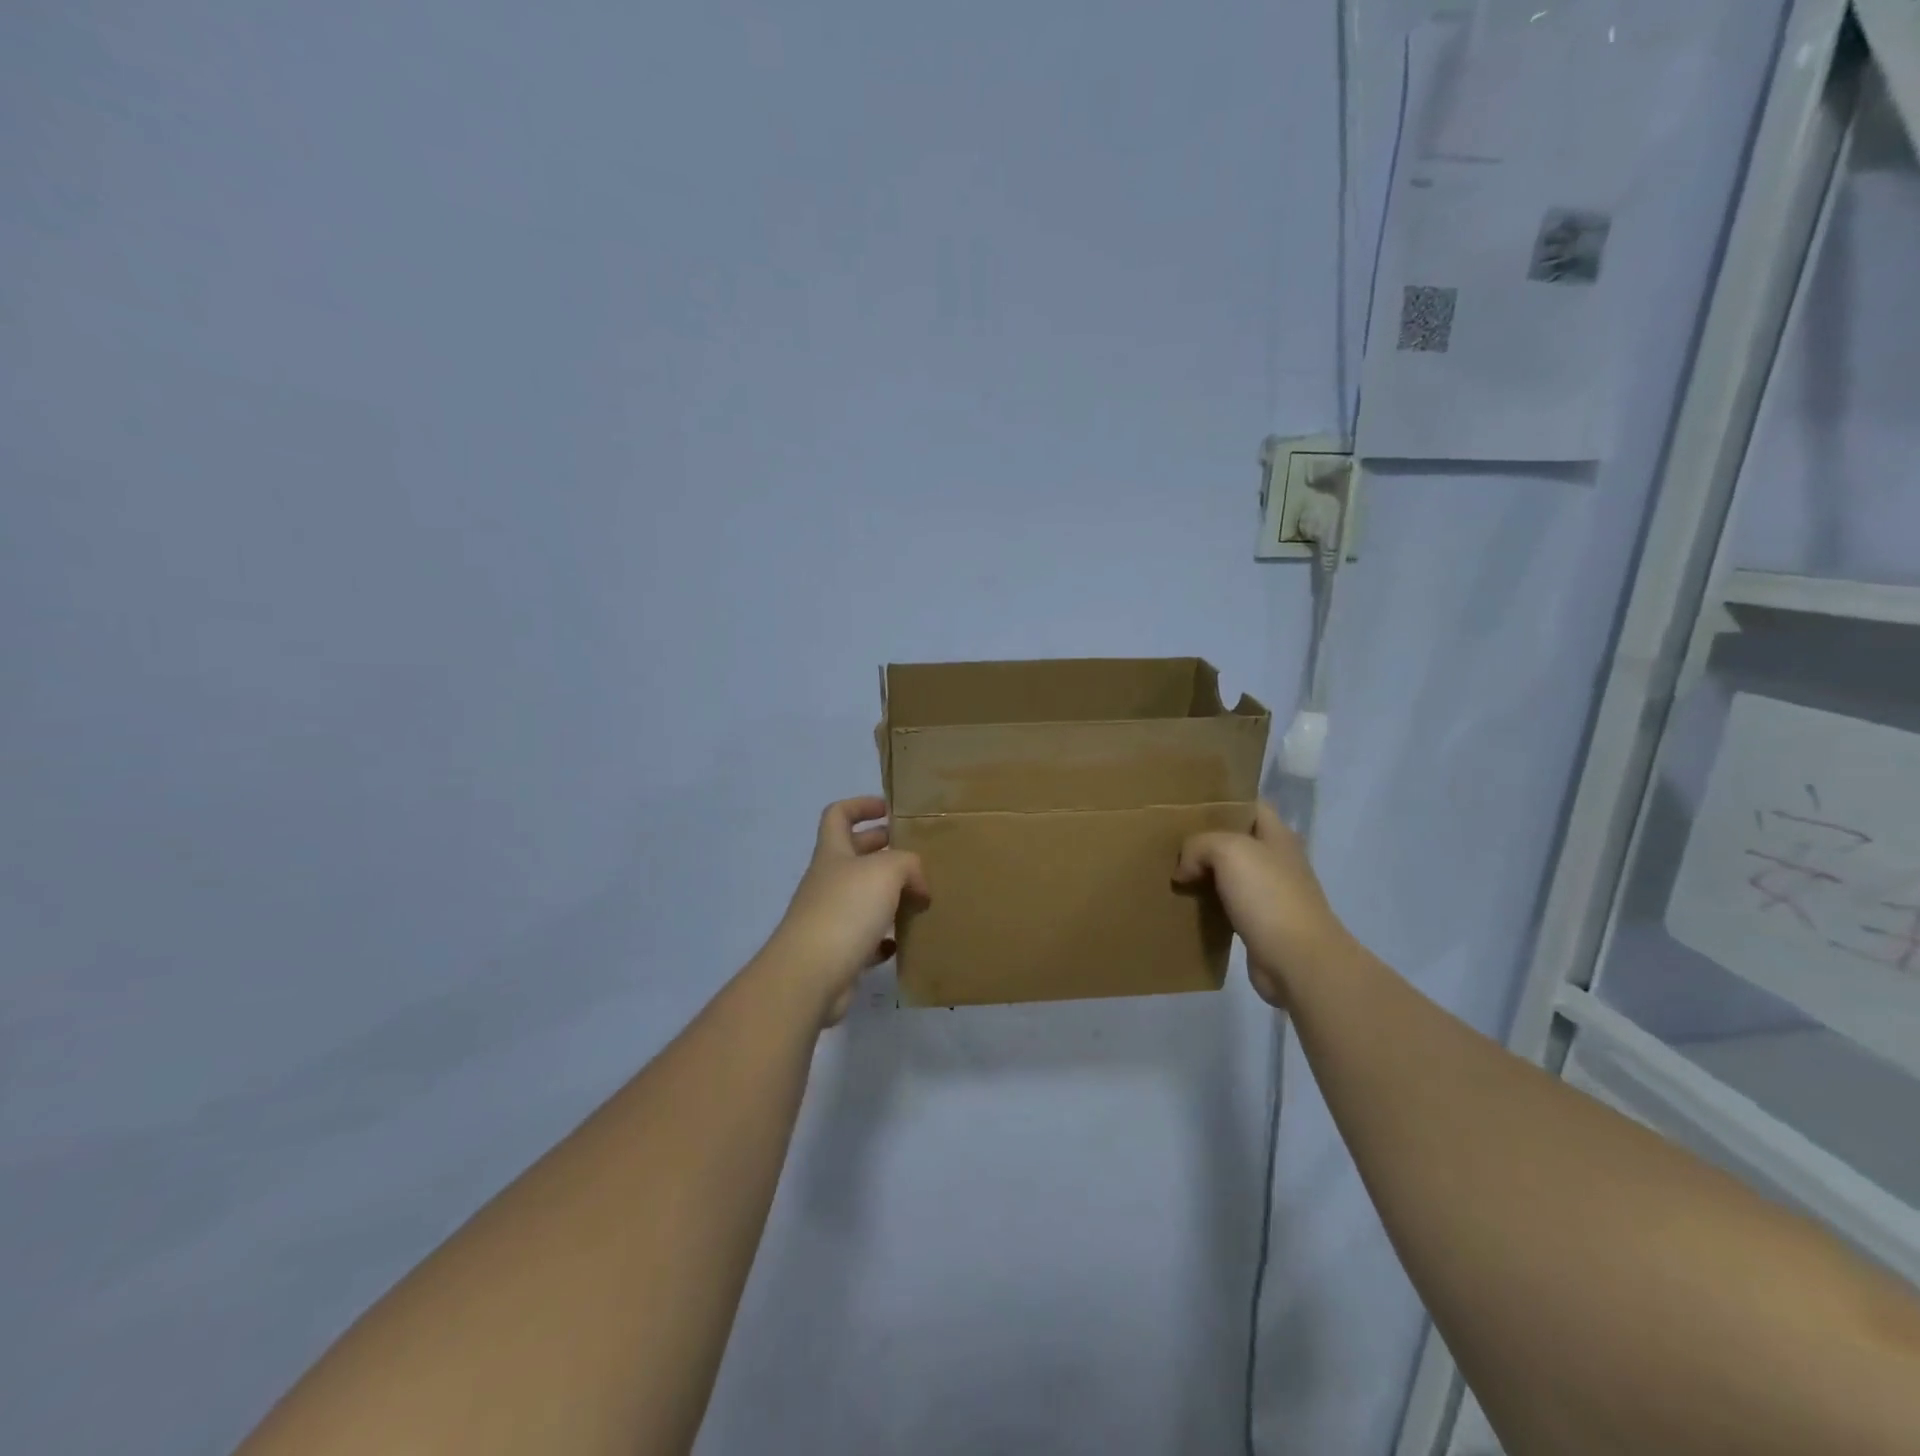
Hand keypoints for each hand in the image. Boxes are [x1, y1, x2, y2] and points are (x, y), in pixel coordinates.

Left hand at [761, 796, 928, 1025]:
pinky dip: (885, 937)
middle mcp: (829, 881)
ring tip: (921, 897)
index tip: (889, 810)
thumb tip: (918, 886)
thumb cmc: (845, 910)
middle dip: (884, 849)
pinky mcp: (839, 952)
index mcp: (833, 853)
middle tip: (918, 855)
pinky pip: (866, 938)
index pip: (838, 815)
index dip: (861, 805)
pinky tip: (904, 941)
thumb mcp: (886, 871)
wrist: (811, 975)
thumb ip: (909, 865)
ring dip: (890, 895)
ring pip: (863, 897)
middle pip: (855, 855)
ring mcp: (831, 917)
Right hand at [1174, 803, 1350, 1007]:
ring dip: (1203, 874)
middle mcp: (1276, 860)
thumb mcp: (1229, 852)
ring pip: (1228, 874)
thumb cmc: (1269, 896)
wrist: (1298, 961)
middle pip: (1235, 840)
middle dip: (1205, 839)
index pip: (1250, 805)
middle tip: (1170, 840)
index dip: (1222, 801)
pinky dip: (1207, 904)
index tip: (1188, 805)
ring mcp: (1270, 893)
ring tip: (1171, 871)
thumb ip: (1200, 846)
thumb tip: (1184, 870)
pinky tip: (1185, 904)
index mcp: (1277, 835)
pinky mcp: (1260, 924)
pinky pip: (1226, 905)